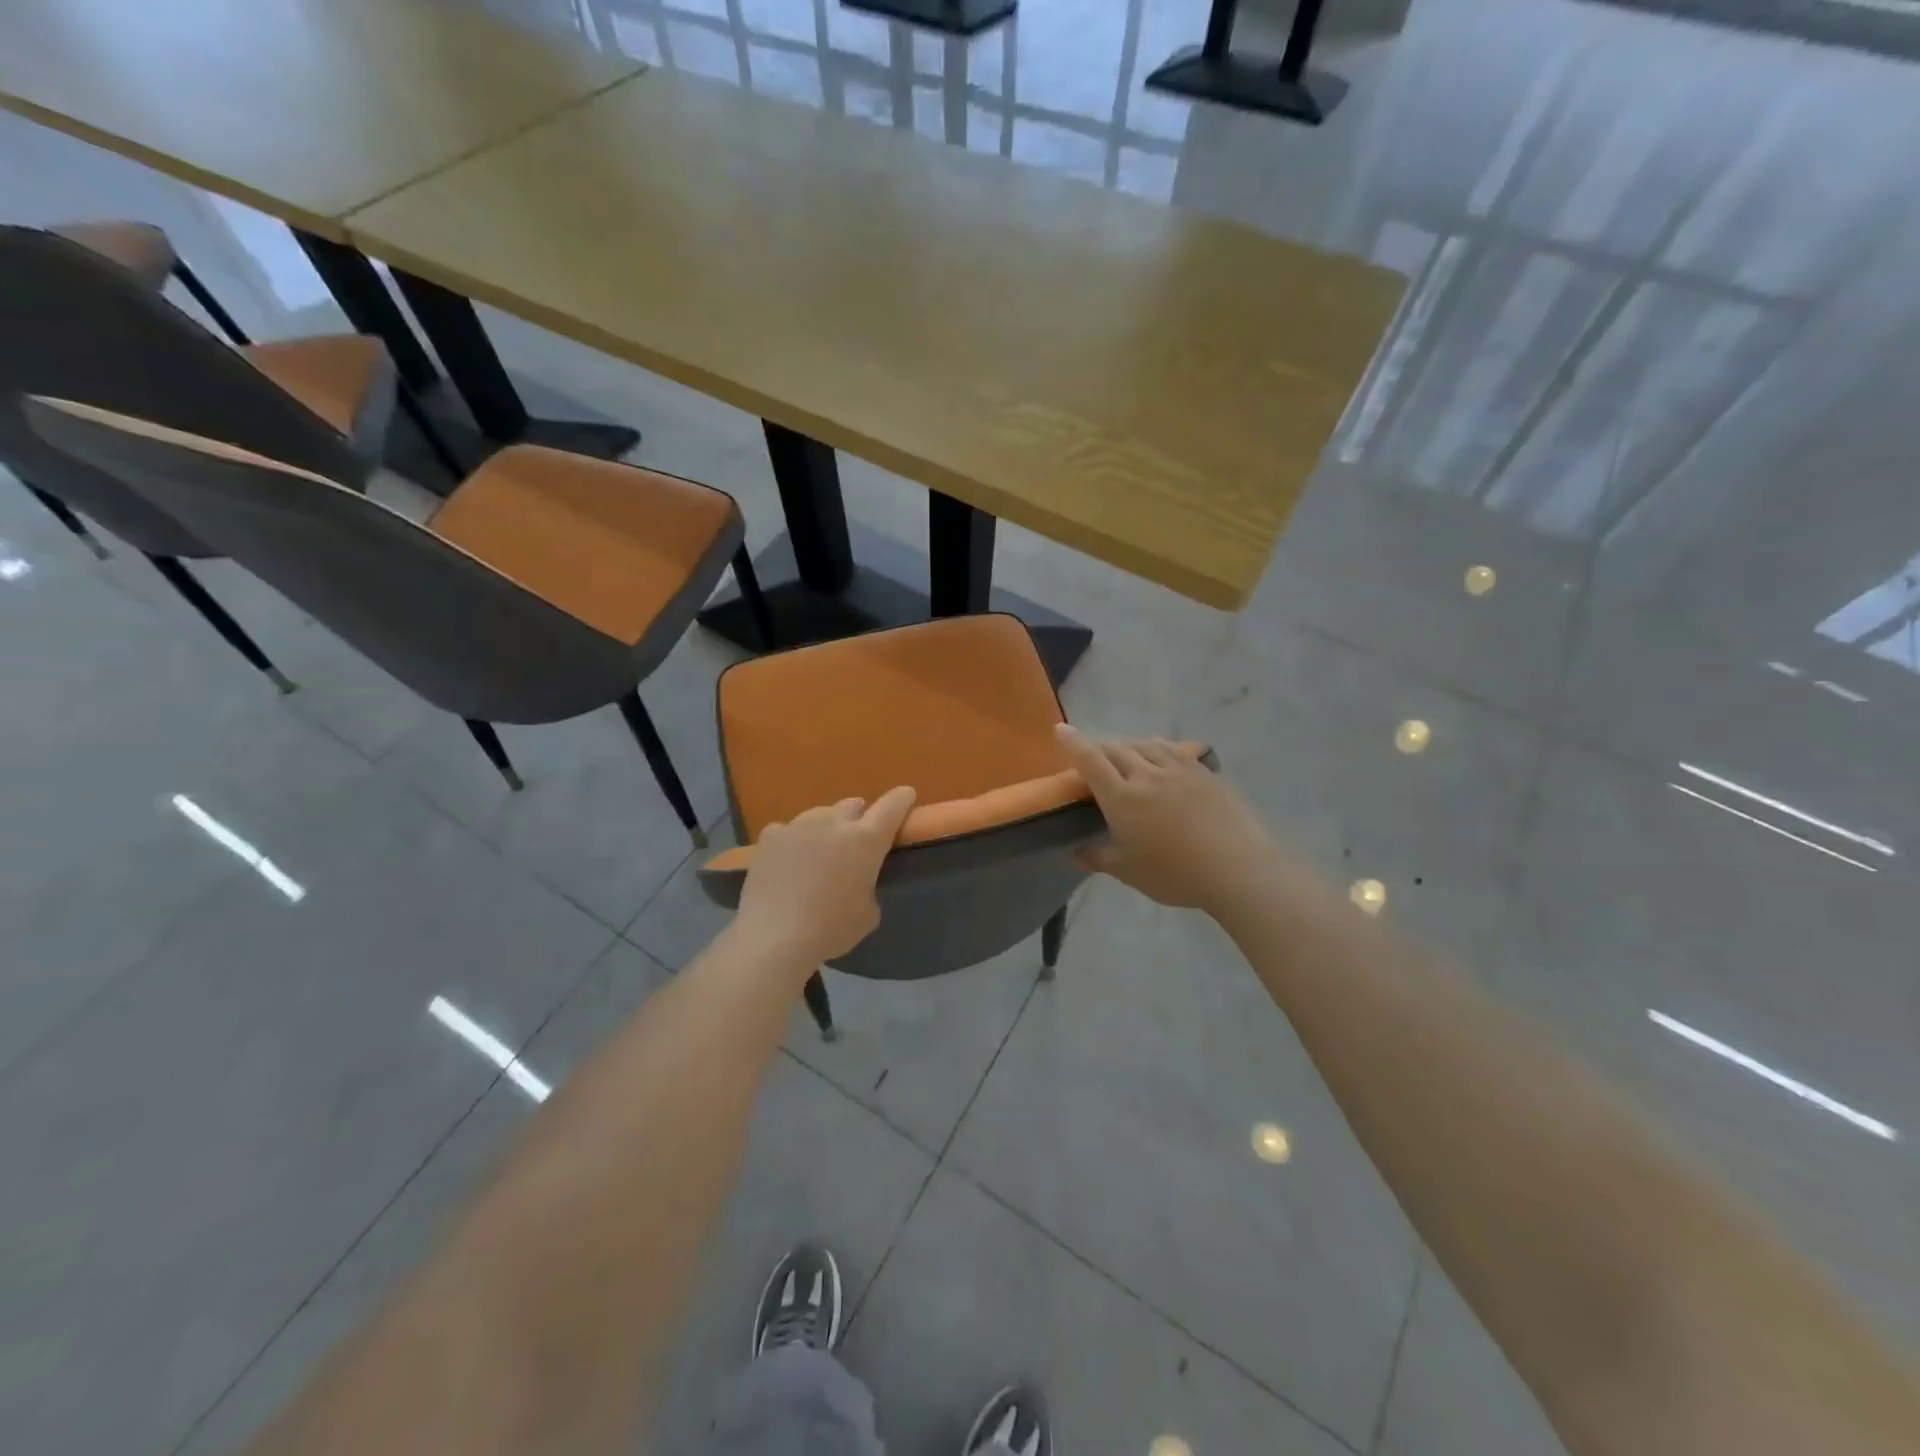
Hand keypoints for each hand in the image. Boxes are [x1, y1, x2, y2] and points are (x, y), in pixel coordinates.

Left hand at [733, 787, 917, 967]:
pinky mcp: (770, 836)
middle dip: (858, 818)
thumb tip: (856, 880)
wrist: (774, 937)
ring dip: (825, 829)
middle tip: (854, 841)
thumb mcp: (868, 913)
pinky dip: (792, 842)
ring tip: (817, 854)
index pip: (892, 806)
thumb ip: (868, 885)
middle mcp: (834, 823)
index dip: (901, 799)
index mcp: (866, 840)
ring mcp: (799, 825)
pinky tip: (786, 864)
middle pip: (852, 805)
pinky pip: (787, 831)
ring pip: (819, 815)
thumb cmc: (831, 929)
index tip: (906, 796)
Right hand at [1057, 726, 1284, 917]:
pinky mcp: (1203, 773)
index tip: (1060, 729)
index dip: (1073, 742)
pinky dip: (1157, 747)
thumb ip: (1097, 858)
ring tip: (1125, 753)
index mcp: (1121, 797)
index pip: (1090, 759)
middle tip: (1093, 755)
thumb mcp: (1128, 872)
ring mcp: (1178, 770)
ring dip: (1128, 745)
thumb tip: (1074, 853)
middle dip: (1100, 747)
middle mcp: (1146, 774)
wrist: (1236, 868)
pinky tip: (1160, 754)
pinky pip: (1172, 750)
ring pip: (1145, 744)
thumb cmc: (1175, 874)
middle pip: (1116, 748)